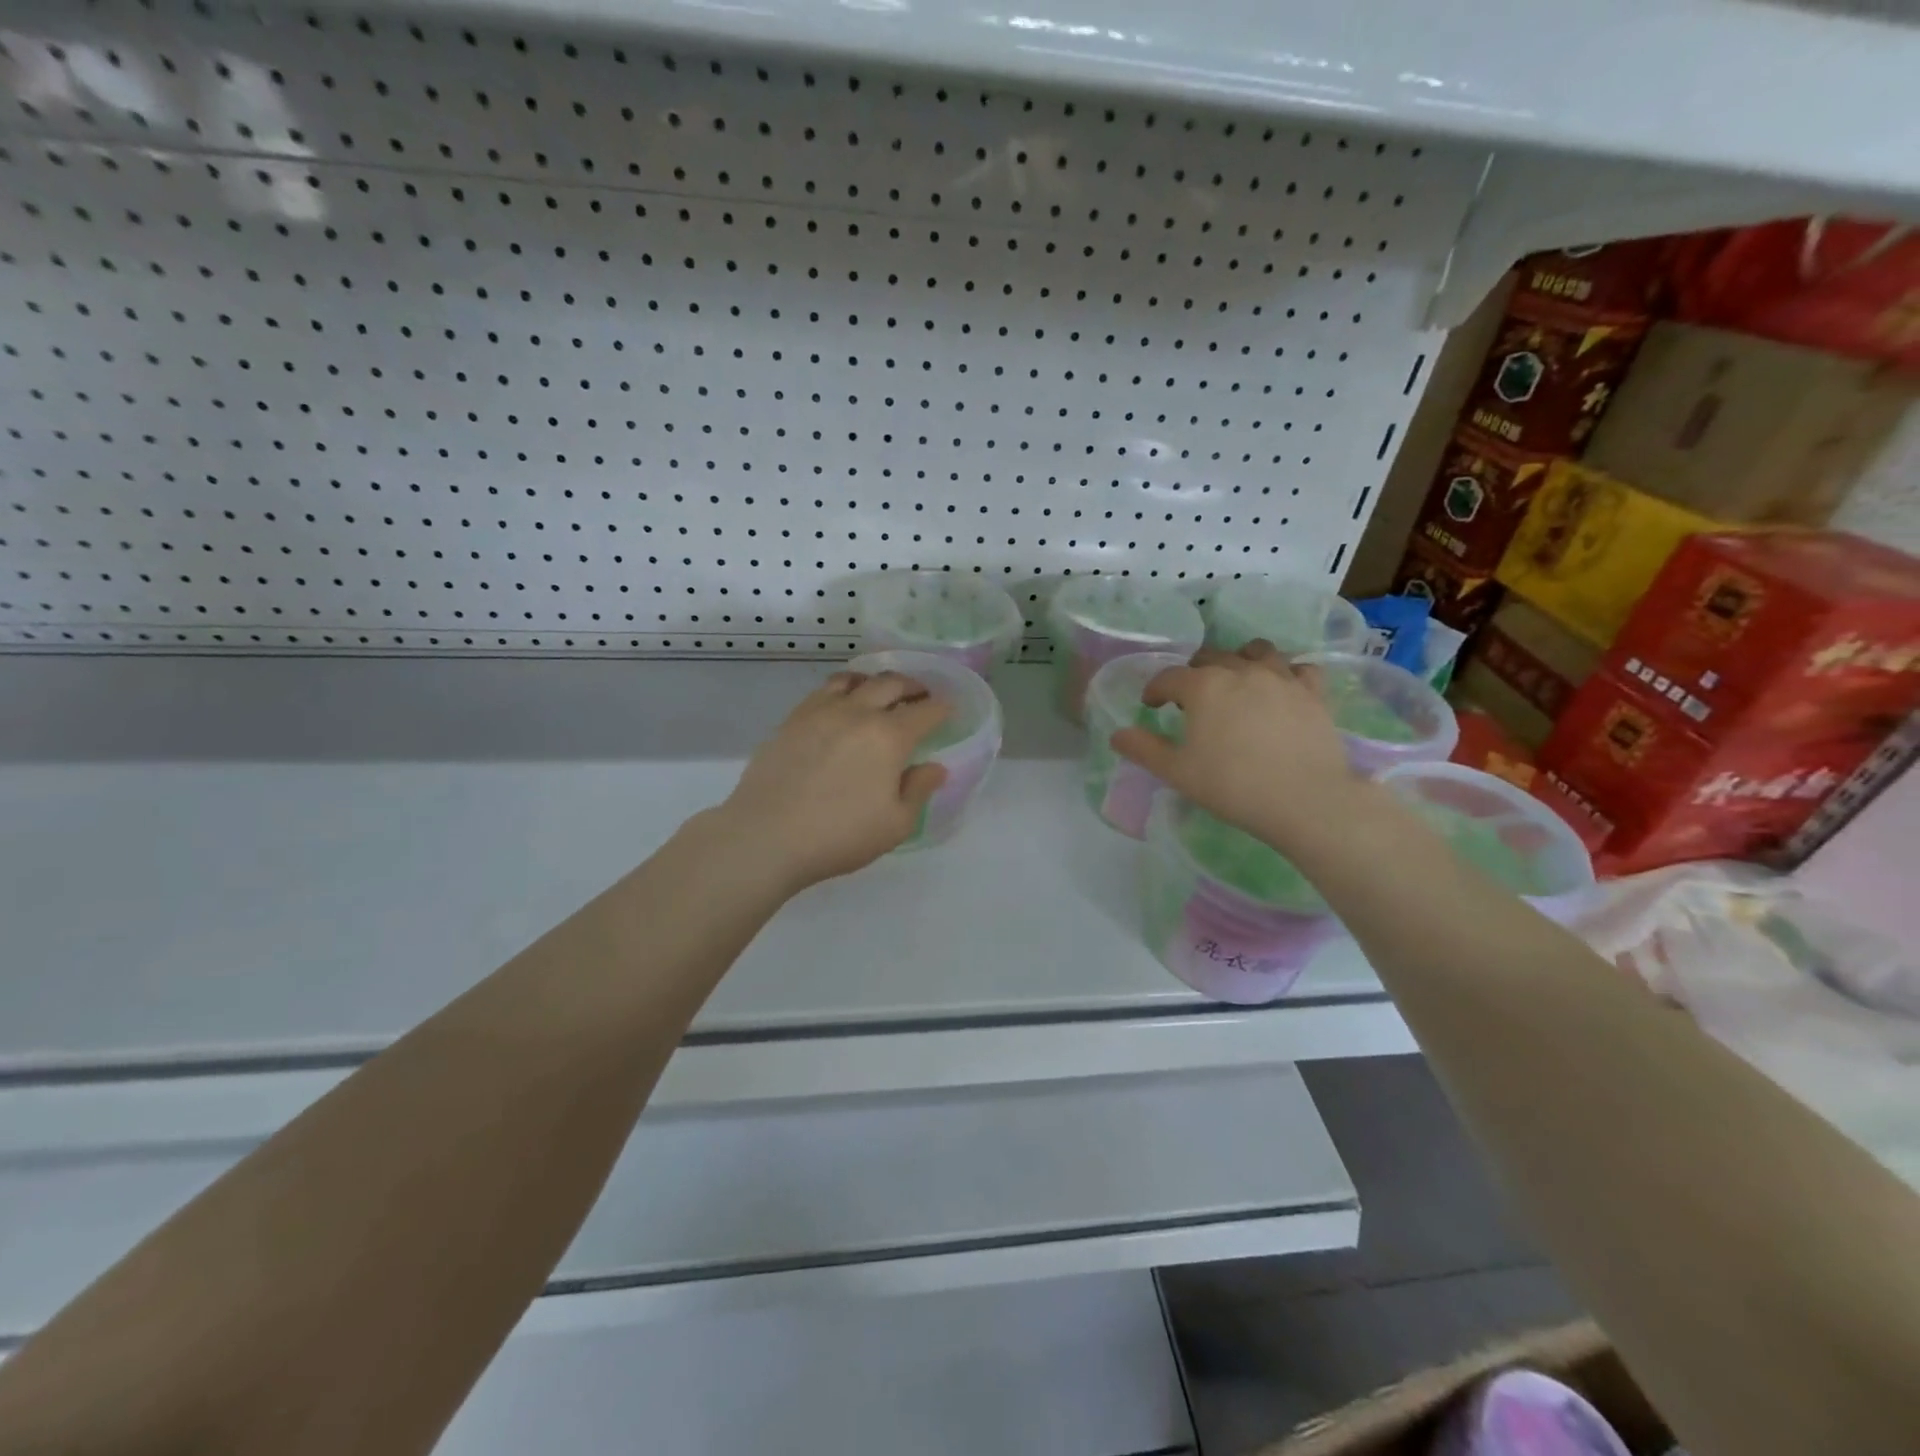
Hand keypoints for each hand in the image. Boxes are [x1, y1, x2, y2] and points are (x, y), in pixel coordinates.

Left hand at [712, 671, 949, 890]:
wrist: (766, 835)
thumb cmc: (839, 835)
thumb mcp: (895, 825)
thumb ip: (919, 790)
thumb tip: (935, 767)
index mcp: (889, 737)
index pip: (926, 711)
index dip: (942, 708)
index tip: (948, 710)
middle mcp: (858, 712)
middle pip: (892, 684)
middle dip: (913, 687)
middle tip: (920, 697)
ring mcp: (821, 711)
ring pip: (855, 679)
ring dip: (876, 682)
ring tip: (881, 693)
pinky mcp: (793, 718)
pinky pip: (824, 690)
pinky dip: (843, 688)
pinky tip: (841, 704)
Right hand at [1110, 642, 1362, 853]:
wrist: (1306, 801)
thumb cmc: (1233, 786)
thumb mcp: (1178, 772)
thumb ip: (1144, 750)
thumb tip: (1117, 735)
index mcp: (1203, 686)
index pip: (1168, 677)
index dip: (1155, 690)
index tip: (1151, 706)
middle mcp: (1241, 670)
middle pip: (1210, 657)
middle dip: (1193, 673)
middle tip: (1190, 699)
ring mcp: (1281, 678)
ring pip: (1256, 652)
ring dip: (1238, 661)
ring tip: (1235, 683)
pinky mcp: (1313, 693)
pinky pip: (1298, 668)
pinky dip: (1285, 673)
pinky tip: (1280, 690)